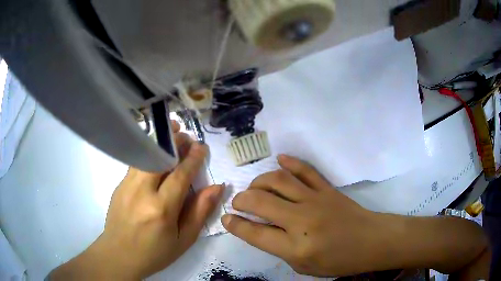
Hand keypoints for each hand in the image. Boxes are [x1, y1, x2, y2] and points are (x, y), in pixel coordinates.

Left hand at [50, 121, 223, 279]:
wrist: (120, 255)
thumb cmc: (156, 253)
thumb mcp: (185, 239)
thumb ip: (200, 211)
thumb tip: (217, 187)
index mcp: (161, 209)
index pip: (180, 175)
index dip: (193, 158)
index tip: (202, 147)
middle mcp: (142, 192)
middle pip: (159, 157)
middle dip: (175, 142)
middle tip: (187, 137)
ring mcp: (126, 186)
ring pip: (145, 155)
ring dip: (160, 143)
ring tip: (172, 133)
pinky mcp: (119, 185)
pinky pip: (136, 163)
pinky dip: (148, 153)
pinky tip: (156, 154)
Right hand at [221, 154, 381, 276]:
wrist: (371, 241)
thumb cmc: (338, 261)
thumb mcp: (304, 267)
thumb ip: (280, 249)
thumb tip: (260, 230)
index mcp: (296, 247)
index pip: (255, 233)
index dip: (235, 225)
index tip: (226, 218)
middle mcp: (302, 221)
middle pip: (261, 202)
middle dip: (241, 200)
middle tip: (237, 203)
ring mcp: (316, 200)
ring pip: (279, 180)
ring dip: (259, 181)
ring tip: (254, 188)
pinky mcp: (327, 189)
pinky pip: (306, 170)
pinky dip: (290, 162)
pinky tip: (279, 159)